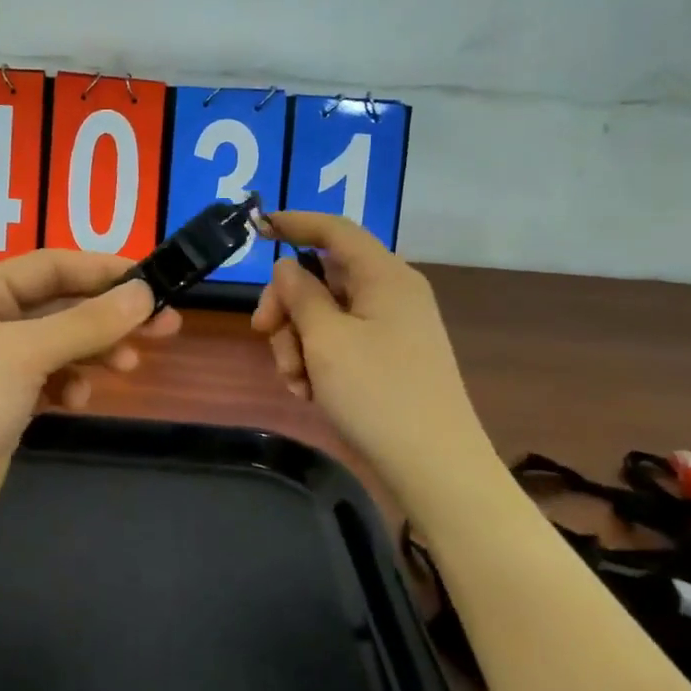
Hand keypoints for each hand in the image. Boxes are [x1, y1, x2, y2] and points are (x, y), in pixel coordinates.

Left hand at [0, 252, 180, 565]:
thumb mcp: (24, 354)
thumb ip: (86, 323)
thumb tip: (144, 292)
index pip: (48, 266)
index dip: (102, 270)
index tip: (153, 281)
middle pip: (57, 307)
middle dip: (108, 317)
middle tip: (165, 326)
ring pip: (57, 347)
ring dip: (93, 353)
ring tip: (128, 368)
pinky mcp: (0, 407)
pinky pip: (47, 382)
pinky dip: (68, 386)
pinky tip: (79, 400)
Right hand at [252, 213, 486, 499]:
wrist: (432, 466)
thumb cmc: (377, 393)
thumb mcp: (326, 339)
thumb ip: (300, 294)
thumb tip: (288, 267)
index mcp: (384, 276)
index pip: (335, 230)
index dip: (295, 223)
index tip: (257, 227)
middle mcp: (390, 294)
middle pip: (321, 277)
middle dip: (287, 306)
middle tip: (262, 333)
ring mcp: (390, 329)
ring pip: (324, 315)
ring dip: (297, 343)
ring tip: (297, 383)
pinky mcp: (386, 360)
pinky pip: (339, 344)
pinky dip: (317, 362)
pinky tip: (310, 394)